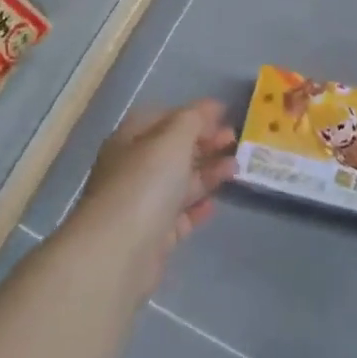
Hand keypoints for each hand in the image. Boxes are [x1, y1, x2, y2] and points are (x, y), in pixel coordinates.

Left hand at [70, 99, 237, 279]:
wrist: (119, 251)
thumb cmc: (145, 183)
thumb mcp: (172, 139)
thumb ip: (193, 119)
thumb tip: (210, 106)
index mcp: (130, 139)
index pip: (163, 118)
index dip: (193, 114)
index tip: (224, 115)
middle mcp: (133, 168)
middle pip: (173, 150)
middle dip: (205, 142)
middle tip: (235, 140)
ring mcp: (142, 203)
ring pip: (179, 182)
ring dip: (207, 172)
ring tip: (236, 168)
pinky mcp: (153, 235)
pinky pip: (180, 214)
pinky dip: (197, 206)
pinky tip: (215, 203)